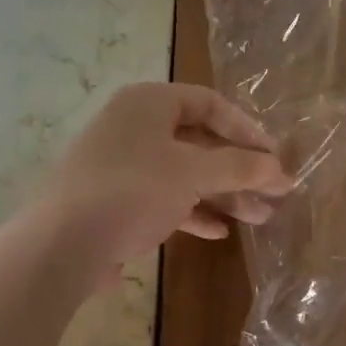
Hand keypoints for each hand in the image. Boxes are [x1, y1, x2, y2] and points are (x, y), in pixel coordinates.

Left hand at [40, 83, 291, 281]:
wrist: (64, 243)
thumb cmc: (133, 190)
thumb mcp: (193, 173)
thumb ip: (240, 168)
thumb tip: (281, 170)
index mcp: (148, 103)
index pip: (210, 104)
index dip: (247, 129)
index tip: (273, 157)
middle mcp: (134, 127)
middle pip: (200, 142)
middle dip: (240, 170)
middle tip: (274, 194)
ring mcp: (123, 165)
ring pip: (185, 174)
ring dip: (223, 194)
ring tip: (259, 218)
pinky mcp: (117, 201)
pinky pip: (164, 199)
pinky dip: (193, 212)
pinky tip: (219, 232)